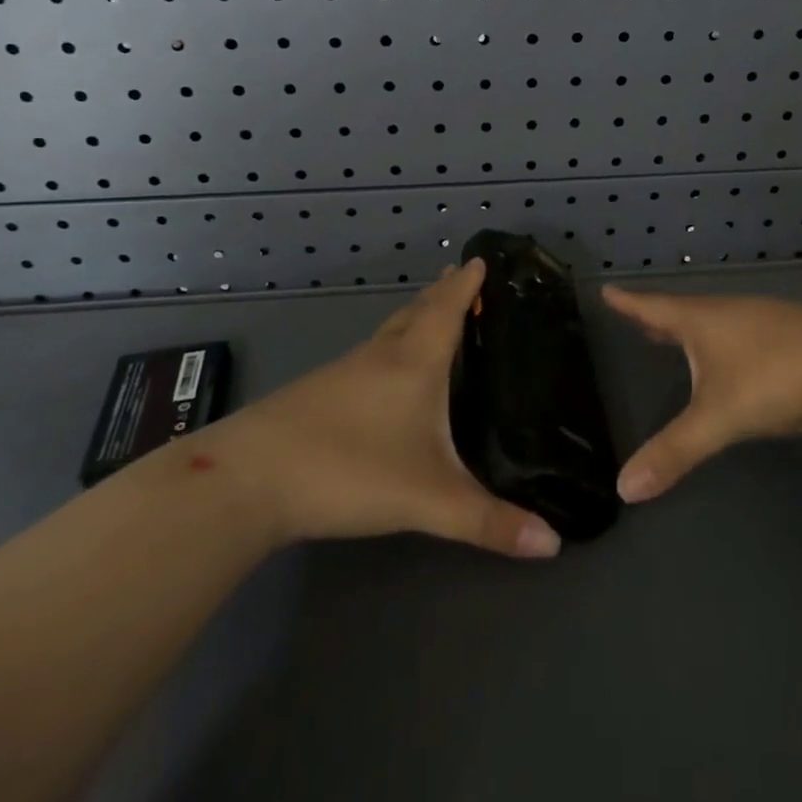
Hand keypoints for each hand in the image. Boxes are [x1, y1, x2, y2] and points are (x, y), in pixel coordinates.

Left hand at [214, 260, 561, 558]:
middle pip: (416, 312)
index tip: (480, 258)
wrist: (248, 478)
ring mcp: (344, 372)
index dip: (466, 284)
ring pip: (388, 333)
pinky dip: (389, 347)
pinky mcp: (317, 394)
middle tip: (461, 278)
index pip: (447, 309)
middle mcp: (381, 356)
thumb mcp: (429, 500)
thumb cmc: (350, 469)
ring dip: (413, 318)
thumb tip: (553, 543)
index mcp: (414, 363)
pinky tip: (385, 374)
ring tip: (430, 317)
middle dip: (441, 293)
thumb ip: (489, 522)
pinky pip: (367, 356)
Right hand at [604, 288, 801, 502]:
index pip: (653, 308)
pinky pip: (742, 334)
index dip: (628, 303)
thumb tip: (623, 488)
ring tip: (677, 339)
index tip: (605, 289)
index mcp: (702, 321)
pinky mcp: (791, 334)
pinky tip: (734, 358)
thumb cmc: (775, 379)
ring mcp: (763, 320)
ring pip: (716, 322)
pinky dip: (724, 342)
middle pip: (683, 312)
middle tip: (636, 317)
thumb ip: (674, 452)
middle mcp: (728, 312)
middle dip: (658, 318)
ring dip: (692, 330)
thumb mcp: (719, 418)